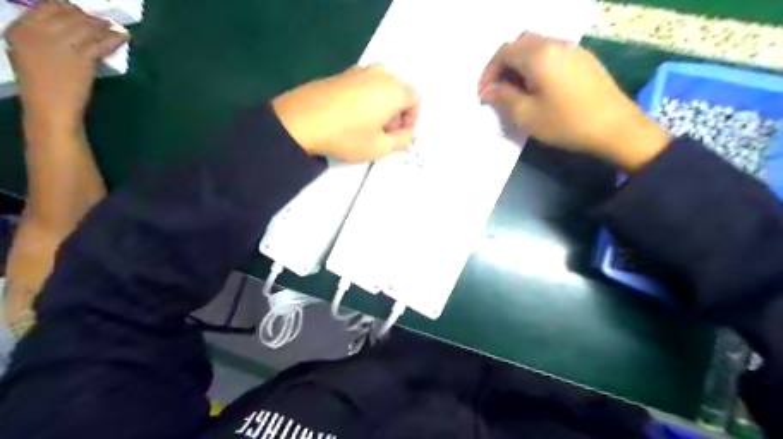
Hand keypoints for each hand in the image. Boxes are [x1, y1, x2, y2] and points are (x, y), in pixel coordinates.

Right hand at [6, 2, 125, 129]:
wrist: (51, 105)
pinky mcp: (82, 57)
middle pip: (69, 14)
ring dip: (103, 25)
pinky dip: (114, 37)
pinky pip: (101, 42)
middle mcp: (38, 31)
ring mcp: (60, 43)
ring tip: (113, 27)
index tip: (79, 13)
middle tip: (100, 21)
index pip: (47, 7)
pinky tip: (123, 35)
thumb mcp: (27, 53)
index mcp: (19, 29)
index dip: (67, 8)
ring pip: (87, 26)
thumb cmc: (41, 84)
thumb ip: (40, 36)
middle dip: (87, 16)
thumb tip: (64, 27)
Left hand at [273, 66, 417, 163]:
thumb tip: (408, 135)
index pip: (416, 99)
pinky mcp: (340, 74)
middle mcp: (379, 74)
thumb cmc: (347, 136)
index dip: (411, 120)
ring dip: (381, 106)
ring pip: (381, 88)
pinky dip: (365, 100)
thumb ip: (402, 141)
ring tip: (367, 127)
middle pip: (399, 91)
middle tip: (384, 134)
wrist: (301, 121)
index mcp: (394, 89)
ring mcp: (358, 71)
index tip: (399, 136)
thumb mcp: (380, 147)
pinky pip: (363, 86)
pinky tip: (350, 118)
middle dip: (397, 113)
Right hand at [477, 32, 666, 169]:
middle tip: (499, 90)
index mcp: (539, 55)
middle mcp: (556, 44)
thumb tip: (488, 90)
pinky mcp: (584, 60)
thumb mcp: (526, 115)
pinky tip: (539, 88)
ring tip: (517, 91)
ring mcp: (573, 50)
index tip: (483, 95)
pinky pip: (553, 55)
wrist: (615, 128)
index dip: (489, 72)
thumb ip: (503, 98)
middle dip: (504, 65)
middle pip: (521, 44)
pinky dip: (537, 66)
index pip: (504, 52)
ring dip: (521, 65)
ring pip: (537, 47)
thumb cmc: (566, 122)